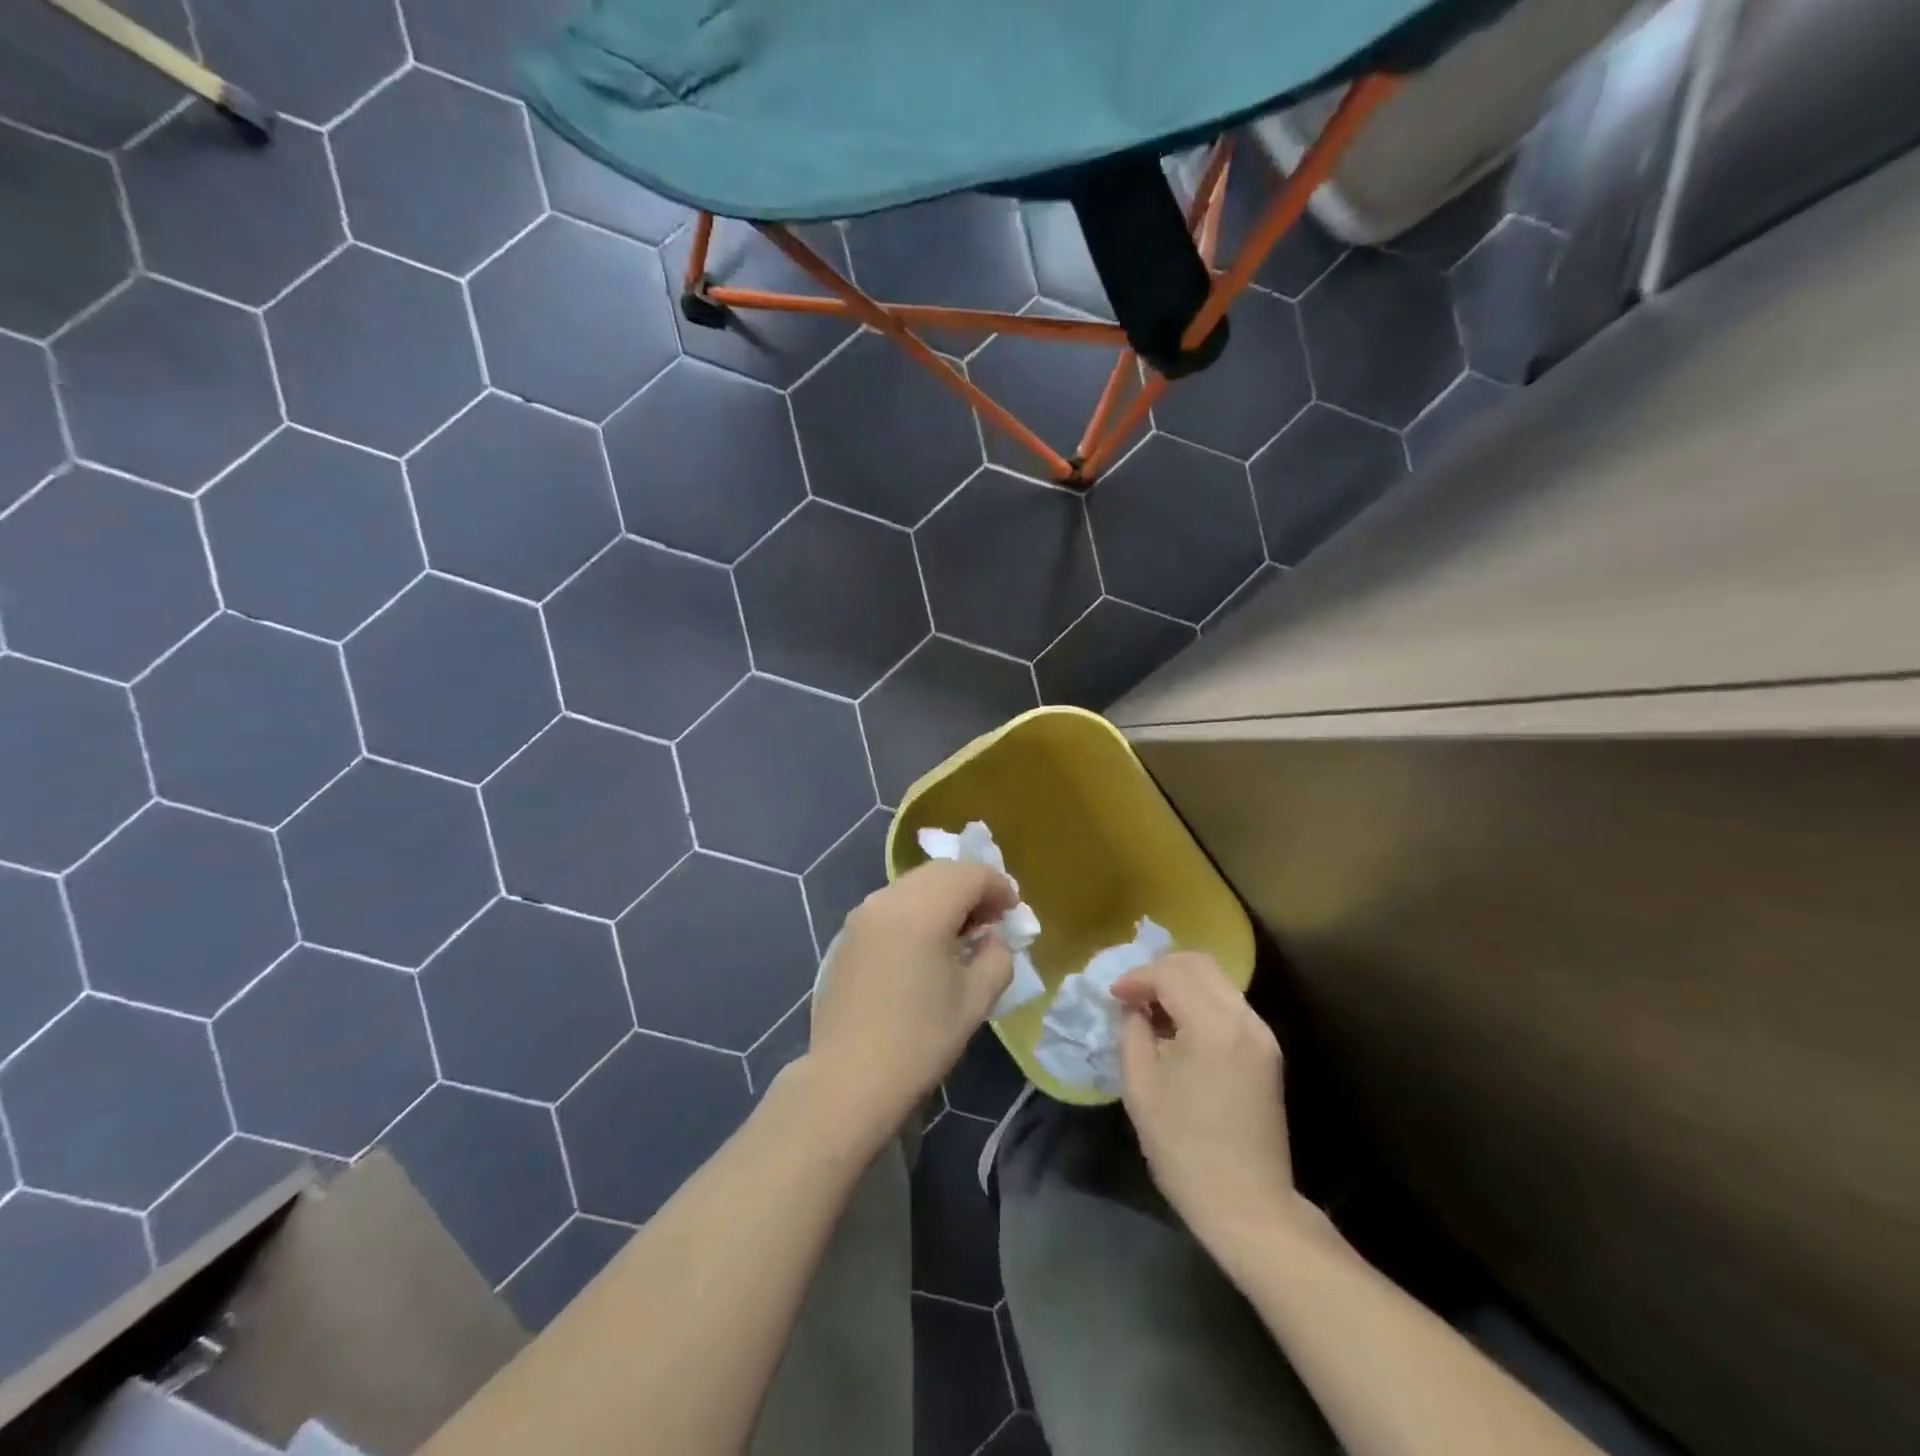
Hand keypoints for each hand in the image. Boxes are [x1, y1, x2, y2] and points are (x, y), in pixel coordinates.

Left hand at [805, 860, 1016, 1140]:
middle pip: (940, 872)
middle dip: (971, 887)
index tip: (1013, 912)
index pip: (970, 874)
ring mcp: (863, 914)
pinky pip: (893, 904)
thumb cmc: (920, 1041)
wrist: (849, 1079)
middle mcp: (889, 899)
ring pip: (914, 884)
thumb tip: (993, 938)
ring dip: (944, 896)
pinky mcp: (848, 933)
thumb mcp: (976, 999)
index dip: (998, 887)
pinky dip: (918, 908)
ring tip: (962, 932)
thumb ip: (997, 957)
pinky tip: (927, 944)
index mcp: (922, 910)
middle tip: (991, 919)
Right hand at [1112, 953, 1296, 1260]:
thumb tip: (1133, 1008)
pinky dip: (1199, 1001)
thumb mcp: (1141, 1089)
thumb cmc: (1186, 1151)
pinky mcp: (1266, 1052)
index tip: (1113, 996)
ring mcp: (1261, 1035)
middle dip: (1160, 970)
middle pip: (1200, 964)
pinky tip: (1177, 1029)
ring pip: (1217, 981)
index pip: (1171, 974)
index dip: (1137, 977)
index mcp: (1214, 1027)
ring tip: (1150, 1011)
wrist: (1250, 1208)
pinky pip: (1228, 1004)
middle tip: (1131, 995)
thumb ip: (1133, 1033)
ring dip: (1181, 984)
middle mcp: (1244, 1020)